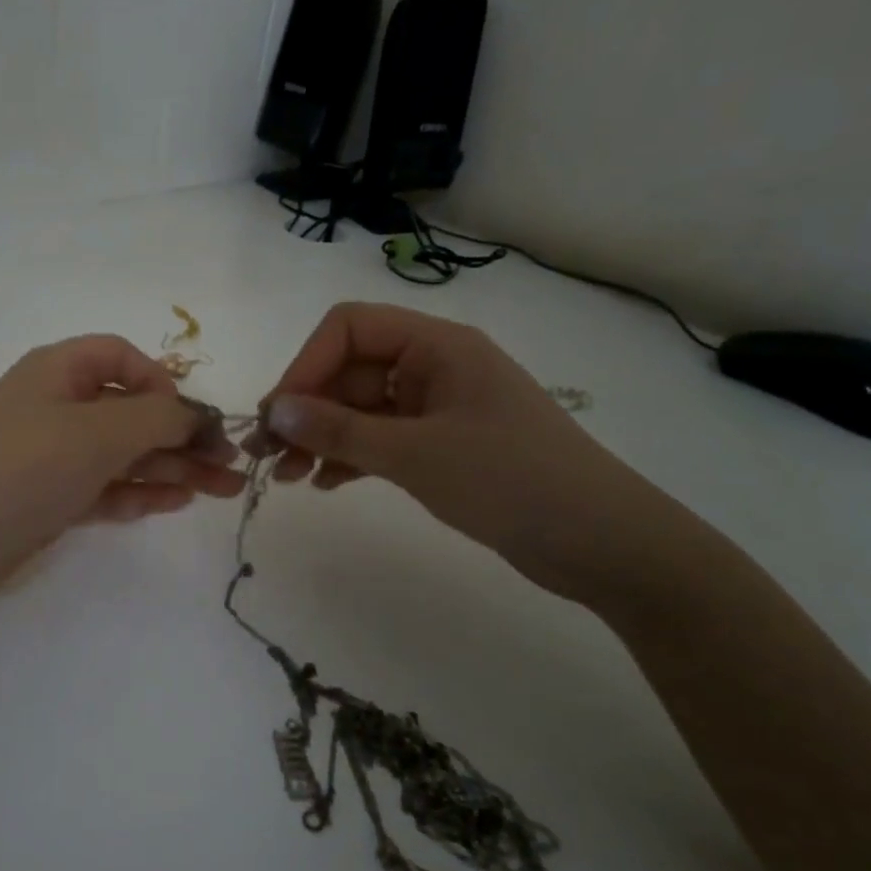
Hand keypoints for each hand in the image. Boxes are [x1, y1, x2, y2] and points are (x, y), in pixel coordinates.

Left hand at [0, 336, 244, 605]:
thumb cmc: (23, 465)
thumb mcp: (99, 430)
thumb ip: (158, 418)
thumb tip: (198, 417)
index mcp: (60, 371)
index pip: (122, 358)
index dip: (162, 382)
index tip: (189, 418)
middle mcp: (56, 407)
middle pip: (131, 412)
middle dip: (182, 436)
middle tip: (232, 468)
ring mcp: (51, 456)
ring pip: (122, 454)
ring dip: (171, 468)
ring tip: (222, 491)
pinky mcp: (48, 499)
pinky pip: (103, 488)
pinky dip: (138, 493)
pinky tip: (175, 503)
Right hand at [259, 303, 680, 604]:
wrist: (601, 542)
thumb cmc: (510, 481)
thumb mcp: (414, 454)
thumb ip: (338, 431)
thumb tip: (273, 411)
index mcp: (436, 345)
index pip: (348, 328)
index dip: (305, 365)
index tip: (278, 415)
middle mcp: (434, 366)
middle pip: (349, 370)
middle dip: (306, 410)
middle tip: (269, 456)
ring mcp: (439, 407)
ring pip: (360, 409)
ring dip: (321, 437)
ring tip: (289, 477)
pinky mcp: (442, 445)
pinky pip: (381, 438)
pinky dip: (351, 456)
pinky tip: (326, 484)